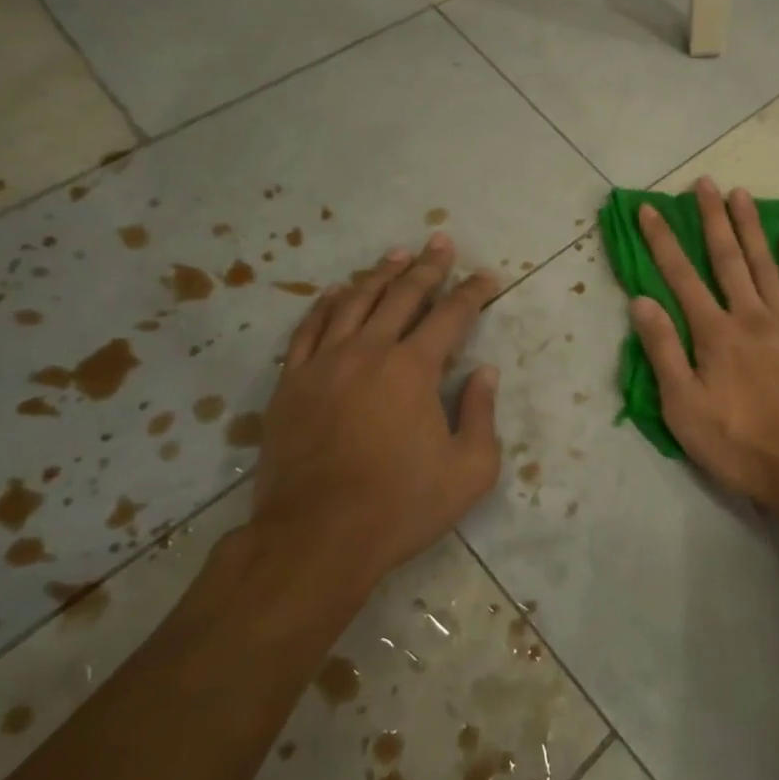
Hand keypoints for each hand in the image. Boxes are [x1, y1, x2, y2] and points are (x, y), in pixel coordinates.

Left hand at [253, 234, 501, 594]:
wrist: (316, 537)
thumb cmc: (401, 506)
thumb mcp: (469, 470)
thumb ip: (482, 414)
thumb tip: (484, 372)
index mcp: (414, 369)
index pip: (451, 315)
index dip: (473, 291)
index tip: (487, 276)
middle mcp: (369, 351)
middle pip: (402, 295)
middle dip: (428, 266)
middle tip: (441, 241)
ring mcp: (324, 363)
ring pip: (354, 302)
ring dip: (379, 275)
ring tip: (396, 255)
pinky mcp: (291, 383)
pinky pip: (309, 329)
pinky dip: (325, 305)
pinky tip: (335, 292)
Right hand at [631, 177, 778, 510]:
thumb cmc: (739, 443)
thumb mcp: (683, 408)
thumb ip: (663, 351)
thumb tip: (641, 301)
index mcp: (714, 333)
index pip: (680, 277)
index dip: (663, 241)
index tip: (650, 209)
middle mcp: (749, 315)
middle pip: (727, 258)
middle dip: (712, 218)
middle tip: (704, 183)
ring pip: (765, 264)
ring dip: (751, 227)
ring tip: (741, 194)